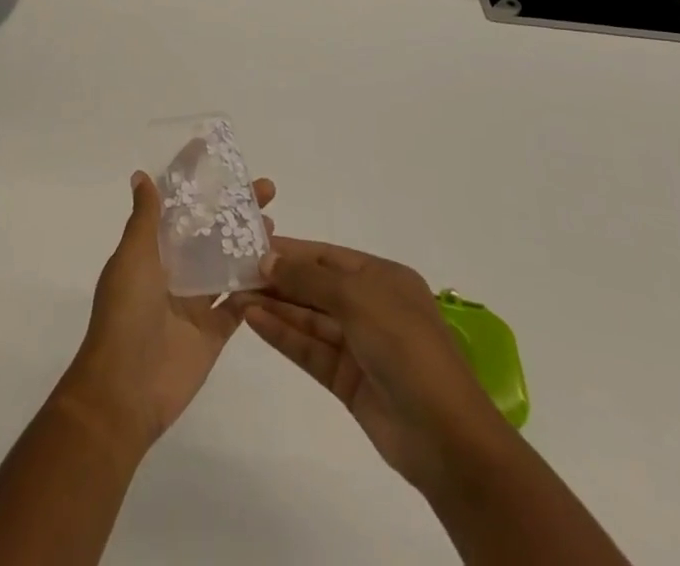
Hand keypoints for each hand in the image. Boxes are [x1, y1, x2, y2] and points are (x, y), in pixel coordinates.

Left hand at [58, 172, 276, 452]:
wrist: (125, 390)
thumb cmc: (125, 313)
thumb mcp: (133, 256)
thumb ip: (145, 218)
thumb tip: (142, 176)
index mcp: (151, 247)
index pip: (174, 202)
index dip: (191, 176)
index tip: (214, 151)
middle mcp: (174, 268)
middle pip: (209, 228)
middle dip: (233, 206)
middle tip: (265, 188)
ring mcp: (195, 300)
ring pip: (227, 262)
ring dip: (249, 241)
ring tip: (273, 221)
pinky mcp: (214, 331)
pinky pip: (239, 304)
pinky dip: (257, 287)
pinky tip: (280, 268)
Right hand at [238, 238, 509, 500]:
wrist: (446, 437)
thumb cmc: (405, 347)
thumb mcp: (357, 297)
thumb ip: (309, 276)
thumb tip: (268, 259)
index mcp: (382, 278)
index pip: (327, 255)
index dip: (290, 250)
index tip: (250, 243)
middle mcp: (370, 306)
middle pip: (315, 285)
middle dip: (278, 278)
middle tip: (233, 270)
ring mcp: (359, 345)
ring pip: (308, 317)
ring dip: (274, 305)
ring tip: (234, 293)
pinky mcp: (347, 380)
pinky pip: (309, 349)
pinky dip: (282, 334)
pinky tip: (252, 320)